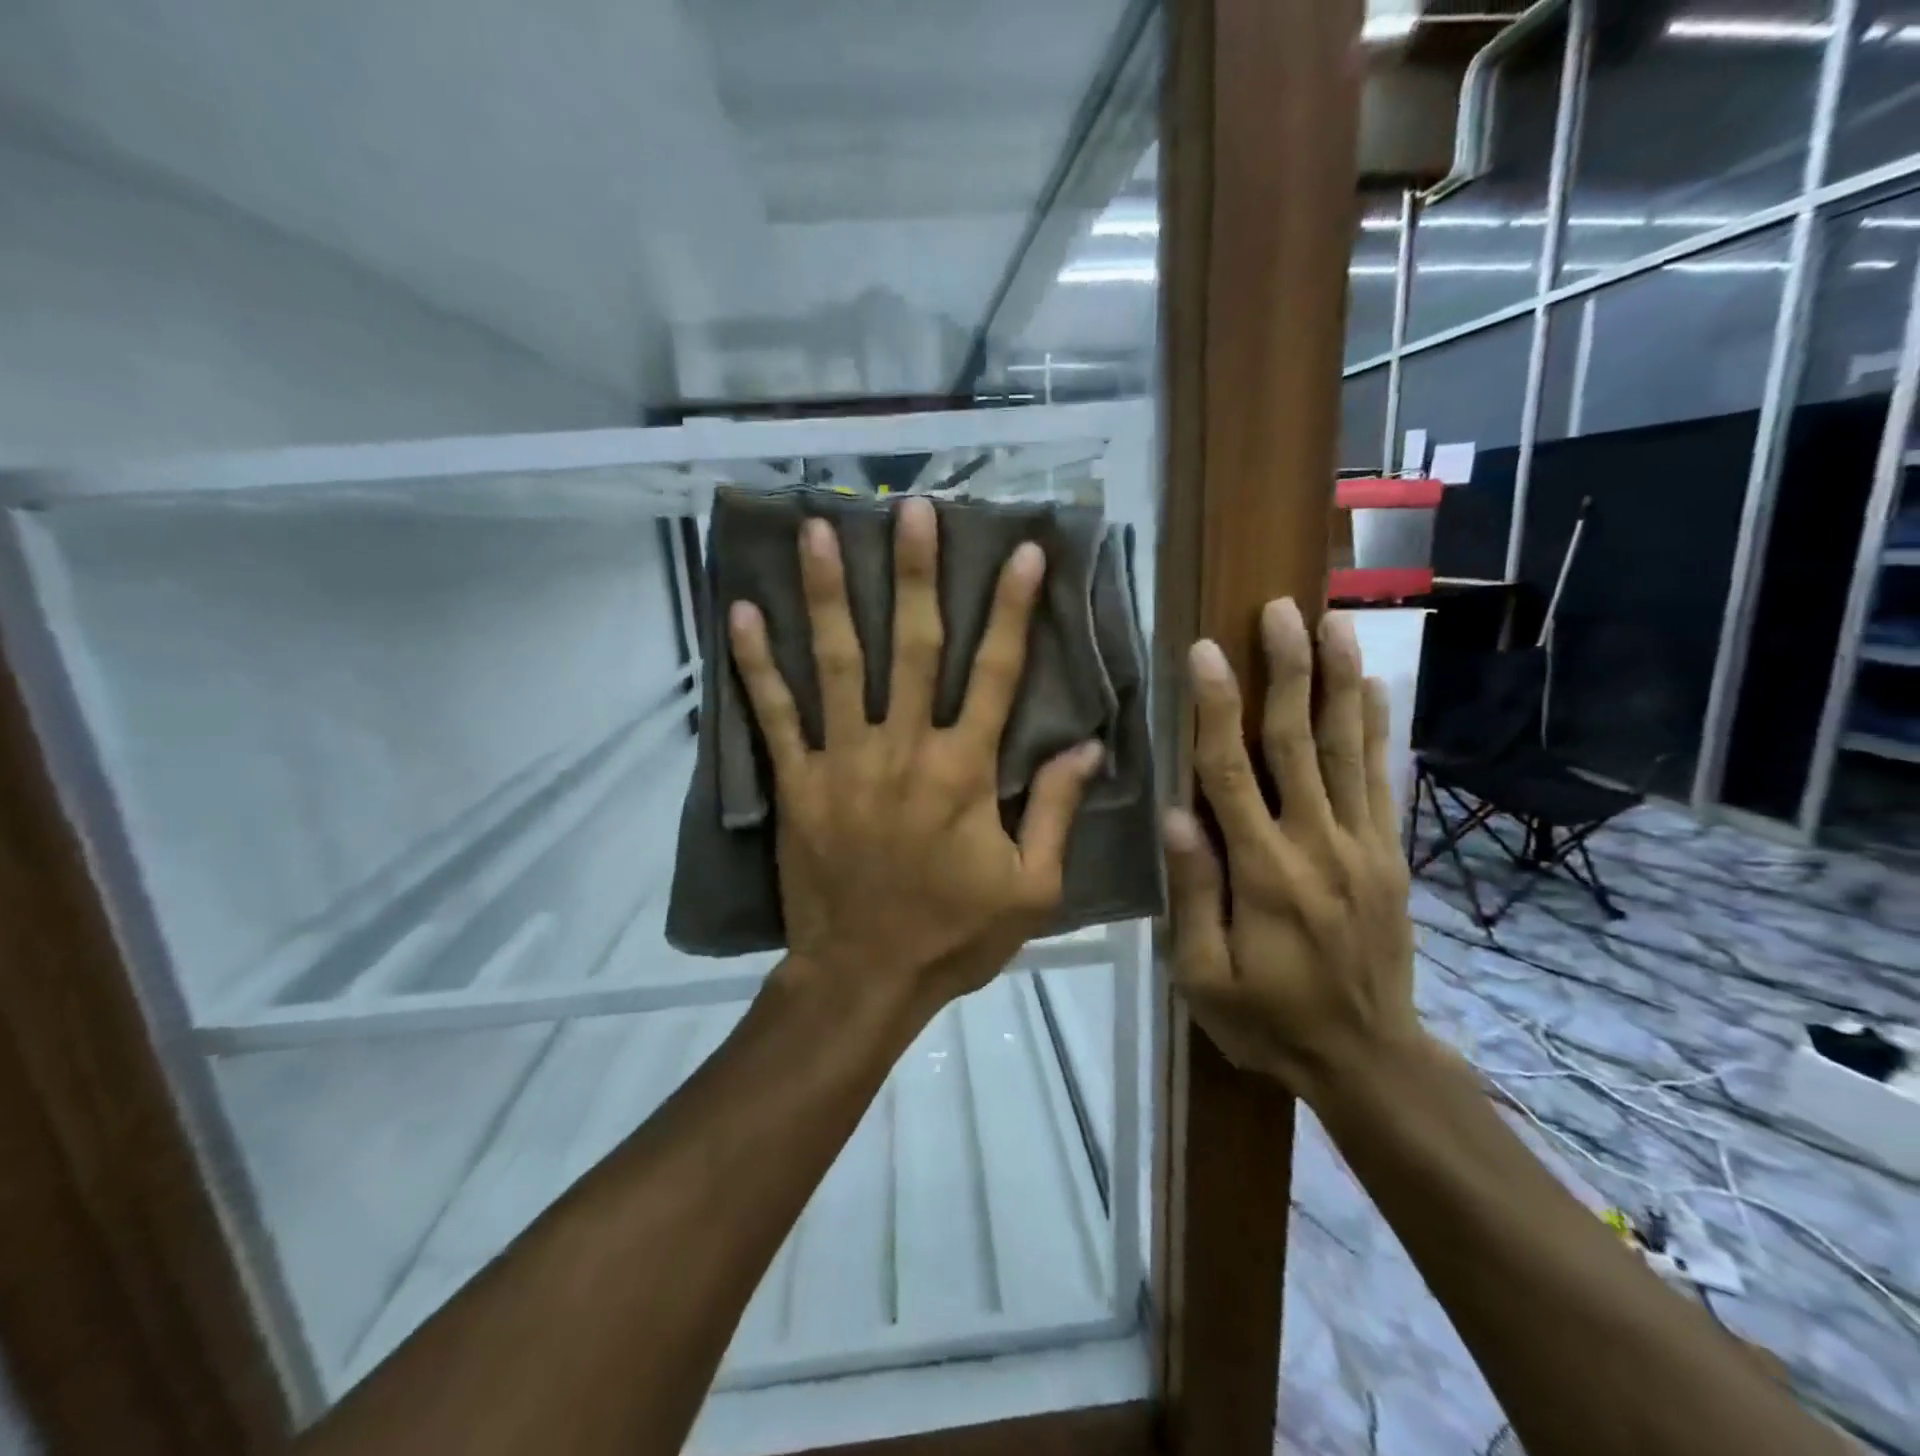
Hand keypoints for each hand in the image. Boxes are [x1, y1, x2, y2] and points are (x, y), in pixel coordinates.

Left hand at [728, 497, 1103, 1013]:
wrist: (865, 978)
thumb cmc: (954, 935)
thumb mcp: (1031, 887)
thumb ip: (1057, 811)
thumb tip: (1087, 746)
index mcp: (964, 772)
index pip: (995, 674)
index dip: (1012, 609)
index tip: (1021, 551)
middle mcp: (902, 750)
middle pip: (911, 647)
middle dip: (914, 574)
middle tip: (910, 509)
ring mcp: (842, 763)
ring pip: (836, 664)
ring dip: (827, 594)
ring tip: (817, 529)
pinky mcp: (797, 783)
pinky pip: (774, 716)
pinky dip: (756, 665)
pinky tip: (741, 613)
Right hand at [1163, 599, 1422, 1101]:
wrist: (1369, 1060)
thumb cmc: (1268, 1020)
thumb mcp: (1205, 977)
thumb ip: (1192, 894)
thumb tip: (1175, 816)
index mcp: (1262, 873)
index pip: (1231, 773)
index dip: (1215, 709)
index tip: (1206, 652)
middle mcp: (1316, 845)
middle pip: (1298, 742)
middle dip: (1287, 671)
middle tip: (1280, 610)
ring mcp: (1362, 846)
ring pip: (1348, 749)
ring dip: (1339, 681)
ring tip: (1334, 623)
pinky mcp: (1389, 855)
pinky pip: (1381, 779)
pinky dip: (1376, 728)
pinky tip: (1372, 686)